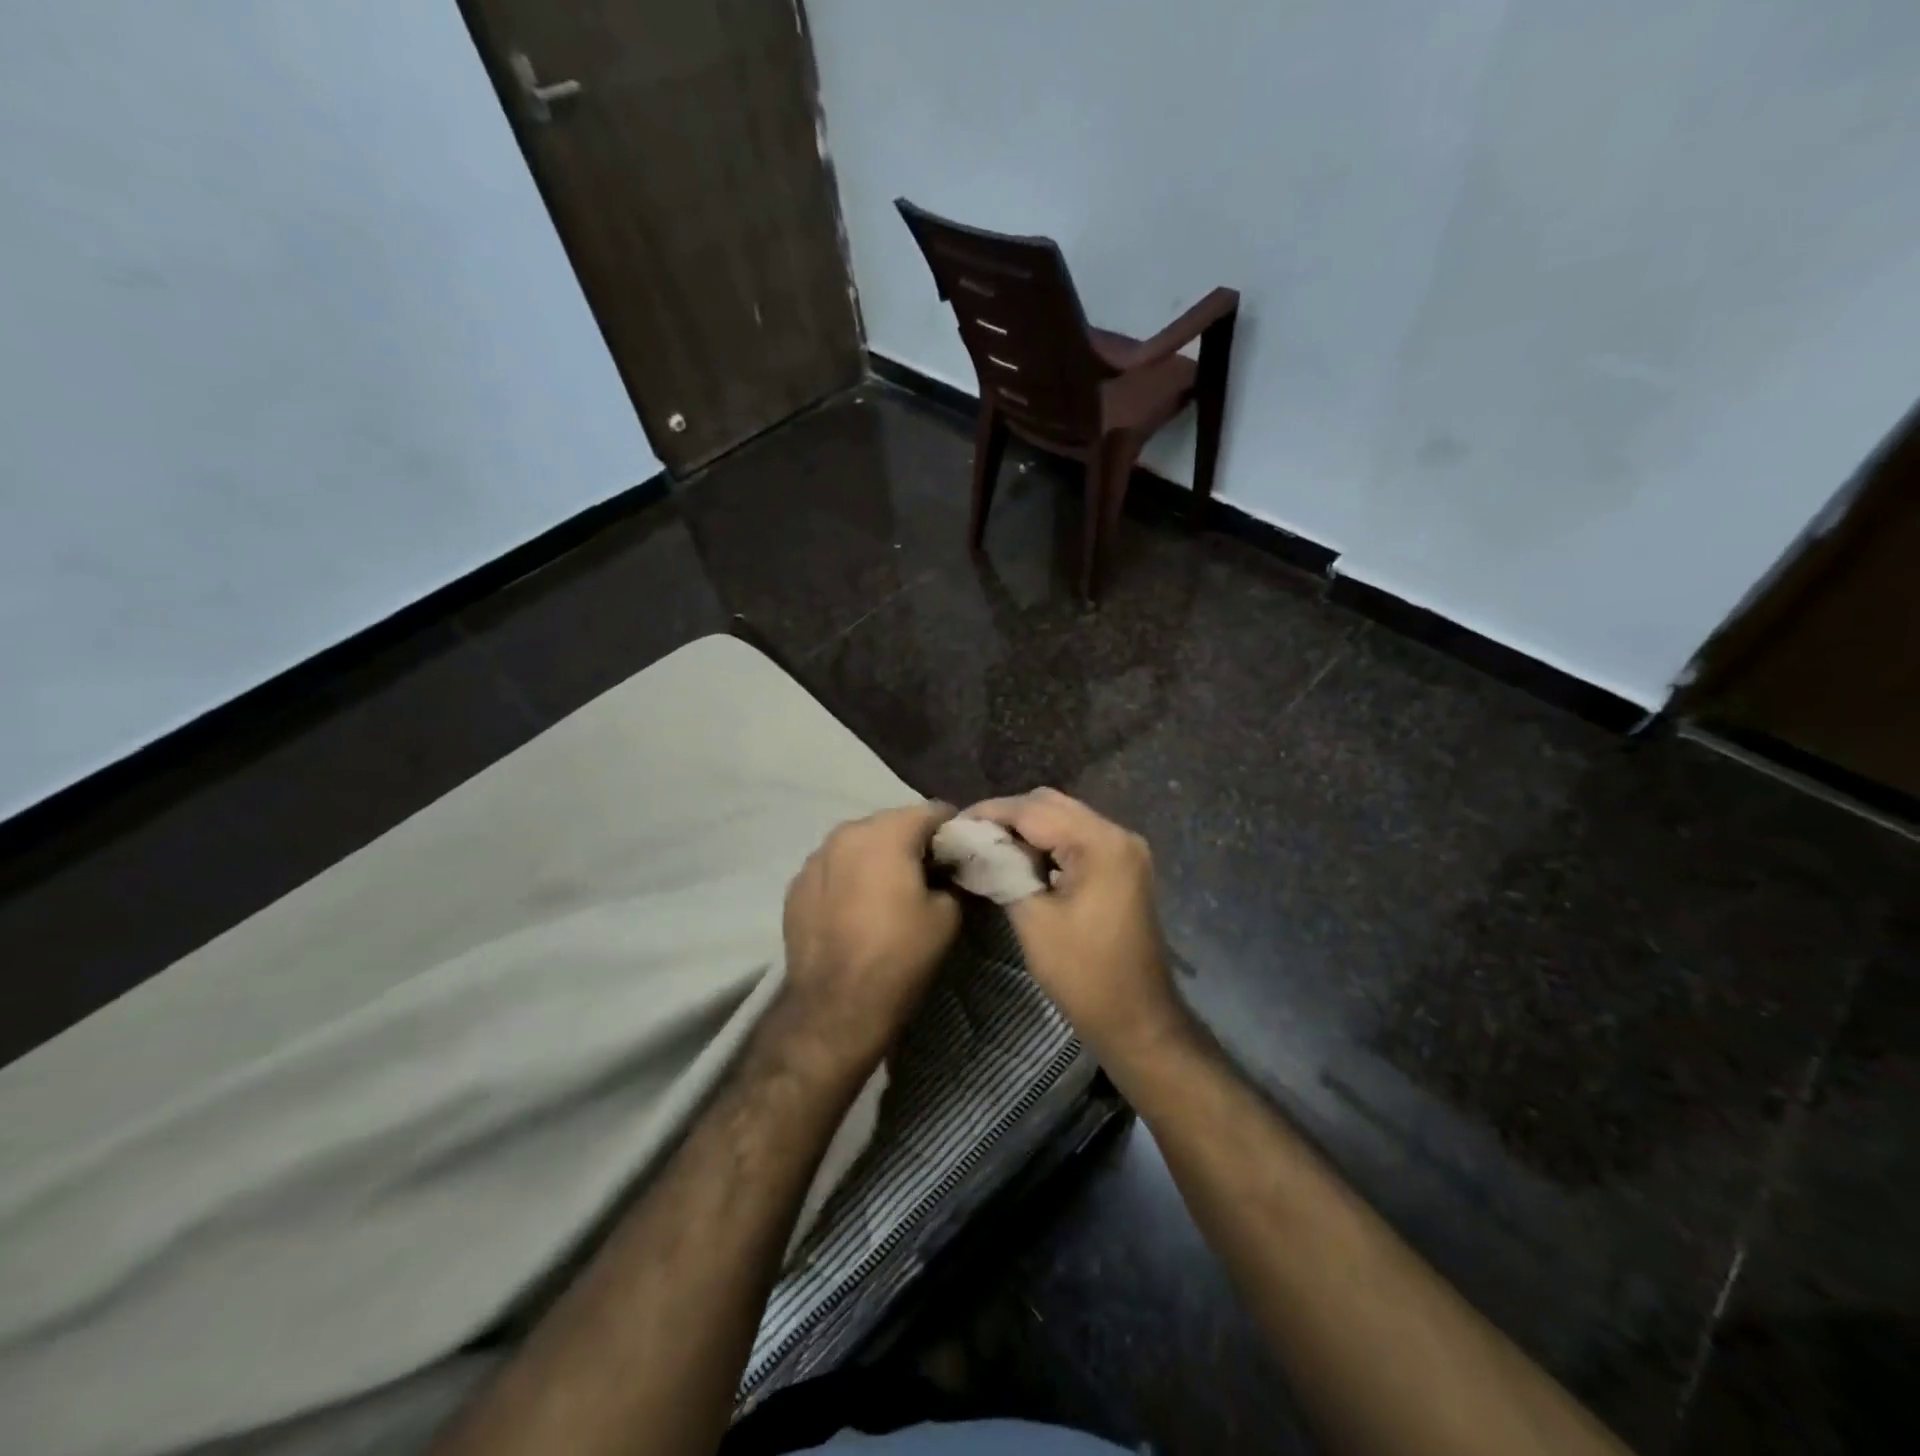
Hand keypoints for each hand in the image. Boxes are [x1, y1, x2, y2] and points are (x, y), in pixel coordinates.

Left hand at [777, 802, 962, 1079]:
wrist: (834, 1007)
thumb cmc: (899, 955)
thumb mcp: (947, 916)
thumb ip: (952, 878)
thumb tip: (946, 871)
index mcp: (887, 832)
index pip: (933, 811)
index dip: (954, 831)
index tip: (962, 855)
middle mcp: (846, 832)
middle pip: (893, 823)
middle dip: (914, 842)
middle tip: (930, 875)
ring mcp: (815, 857)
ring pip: (860, 844)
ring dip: (879, 858)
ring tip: (889, 893)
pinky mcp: (796, 885)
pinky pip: (834, 869)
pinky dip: (850, 878)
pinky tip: (856, 909)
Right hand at [962, 789, 1188, 1065]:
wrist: (1137, 1019)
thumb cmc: (1084, 974)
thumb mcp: (1033, 920)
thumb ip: (1004, 871)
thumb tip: (976, 846)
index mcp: (1100, 843)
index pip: (1033, 810)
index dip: (989, 813)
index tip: (953, 825)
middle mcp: (1117, 834)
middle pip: (1051, 804)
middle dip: (1007, 816)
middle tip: (968, 836)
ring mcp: (1124, 850)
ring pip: (1064, 818)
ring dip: (1026, 828)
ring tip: (987, 845)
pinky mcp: (1122, 867)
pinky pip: (1077, 838)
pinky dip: (1047, 842)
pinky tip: (1020, 860)